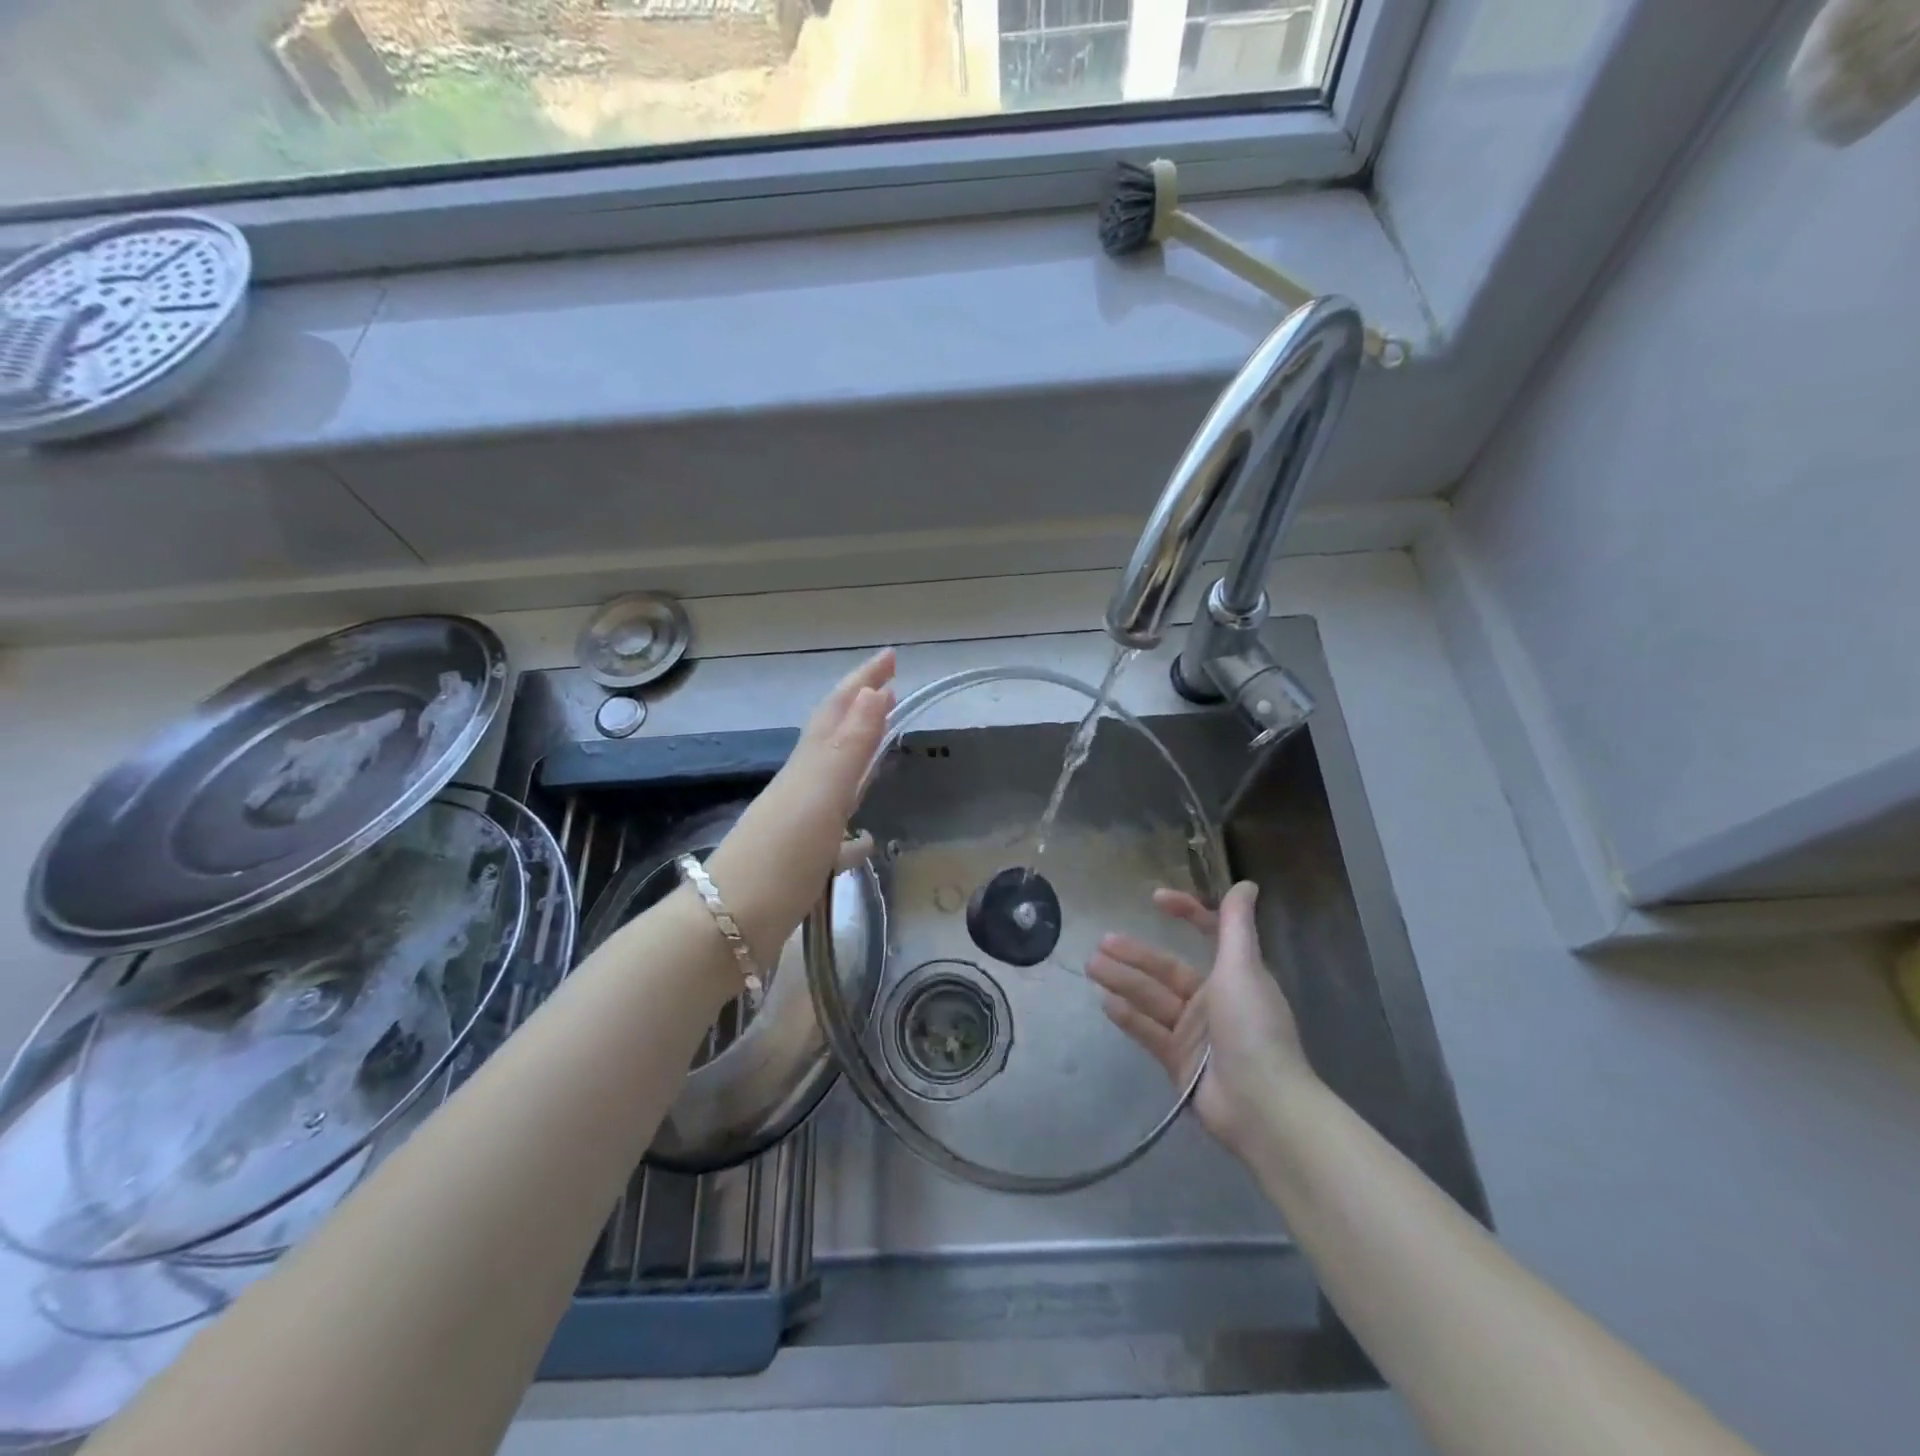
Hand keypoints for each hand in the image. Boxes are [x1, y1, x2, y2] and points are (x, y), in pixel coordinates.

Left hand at [703, 649, 895, 969]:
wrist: (727, 926)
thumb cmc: (780, 858)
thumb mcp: (820, 797)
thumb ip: (849, 747)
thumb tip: (875, 692)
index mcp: (807, 767)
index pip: (839, 710)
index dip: (864, 680)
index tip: (892, 656)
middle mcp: (801, 786)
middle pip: (833, 735)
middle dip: (860, 707)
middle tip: (888, 686)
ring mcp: (798, 823)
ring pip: (833, 778)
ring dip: (857, 755)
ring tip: (881, 744)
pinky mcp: (799, 860)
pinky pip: (834, 832)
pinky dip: (852, 828)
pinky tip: (865, 842)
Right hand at [1087, 881, 1314, 1160]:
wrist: (1262, 1106)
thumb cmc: (1253, 1028)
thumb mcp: (1243, 968)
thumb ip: (1236, 924)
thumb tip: (1246, 884)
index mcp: (1234, 975)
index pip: (1208, 933)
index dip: (1185, 912)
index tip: (1155, 899)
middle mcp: (1213, 999)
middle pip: (1167, 969)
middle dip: (1135, 955)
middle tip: (1102, 942)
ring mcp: (1194, 1032)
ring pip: (1152, 998)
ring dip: (1123, 981)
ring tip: (1092, 966)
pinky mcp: (1178, 1060)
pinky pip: (1148, 1031)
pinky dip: (1128, 1016)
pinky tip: (1104, 1001)